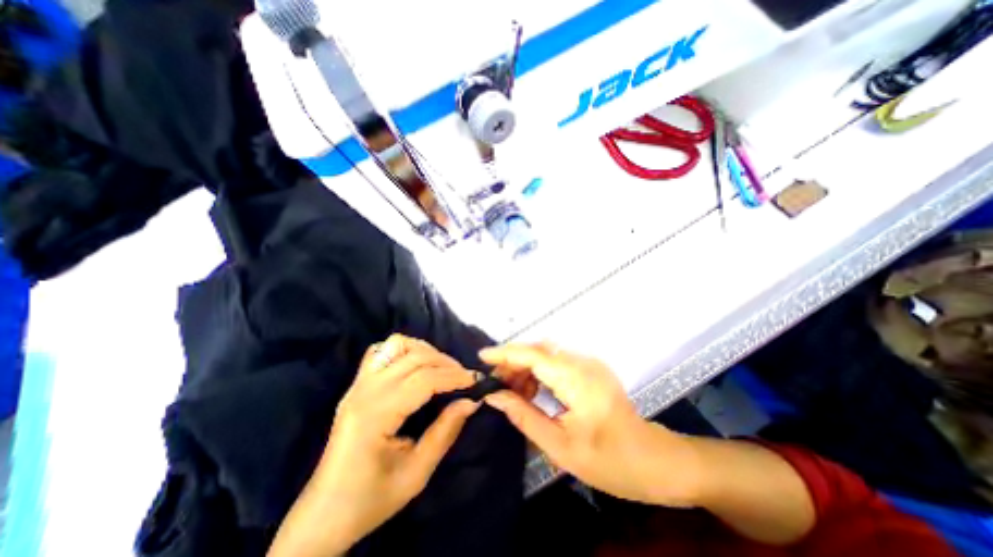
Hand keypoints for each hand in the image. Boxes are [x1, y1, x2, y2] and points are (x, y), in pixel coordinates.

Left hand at [269, 336, 475, 556]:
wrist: (324, 515)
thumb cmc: (371, 499)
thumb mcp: (416, 474)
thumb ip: (445, 432)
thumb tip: (472, 401)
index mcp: (376, 415)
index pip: (423, 380)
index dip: (454, 376)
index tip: (477, 381)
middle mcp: (364, 391)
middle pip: (414, 358)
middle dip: (446, 363)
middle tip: (465, 377)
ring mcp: (357, 385)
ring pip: (396, 345)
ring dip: (425, 351)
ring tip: (442, 368)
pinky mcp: (355, 385)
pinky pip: (380, 351)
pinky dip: (403, 350)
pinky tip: (414, 365)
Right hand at [478, 343, 695, 506]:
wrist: (653, 460)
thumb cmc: (609, 461)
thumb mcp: (560, 446)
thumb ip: (524, 416)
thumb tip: (495, 396)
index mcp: (578, 380)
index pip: (535, 355)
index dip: (506, 353)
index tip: (482, 357)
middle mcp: (584, 363)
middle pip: (540, 350)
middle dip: (513, 362)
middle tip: (496, 383)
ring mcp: (590, 363)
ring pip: (547, 353)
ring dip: (526, 367)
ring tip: (512, 391)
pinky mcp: (591, 368)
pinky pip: (557, 361)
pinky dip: (539, 371)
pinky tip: (532, 391)